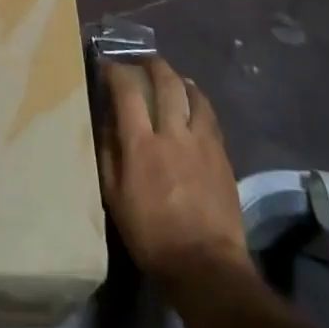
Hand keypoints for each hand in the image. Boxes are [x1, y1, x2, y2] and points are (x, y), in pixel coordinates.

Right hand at [98, 57, 249, 289]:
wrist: (206, 266)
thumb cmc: (152, 235)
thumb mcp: (115, 198)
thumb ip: (108, 155)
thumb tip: (106, 123)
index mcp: (141, 145)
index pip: (127, 92)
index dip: (116, 72)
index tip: (107, 66)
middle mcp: (173, 134)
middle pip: (166, 83)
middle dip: (152, 64)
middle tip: (142, 61)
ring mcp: (202, 143)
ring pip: (193, 95)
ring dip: (179, 80)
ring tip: (171, 78)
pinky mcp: (222, 155)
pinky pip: (210, 117)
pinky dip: (199, 102)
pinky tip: (194, 104)